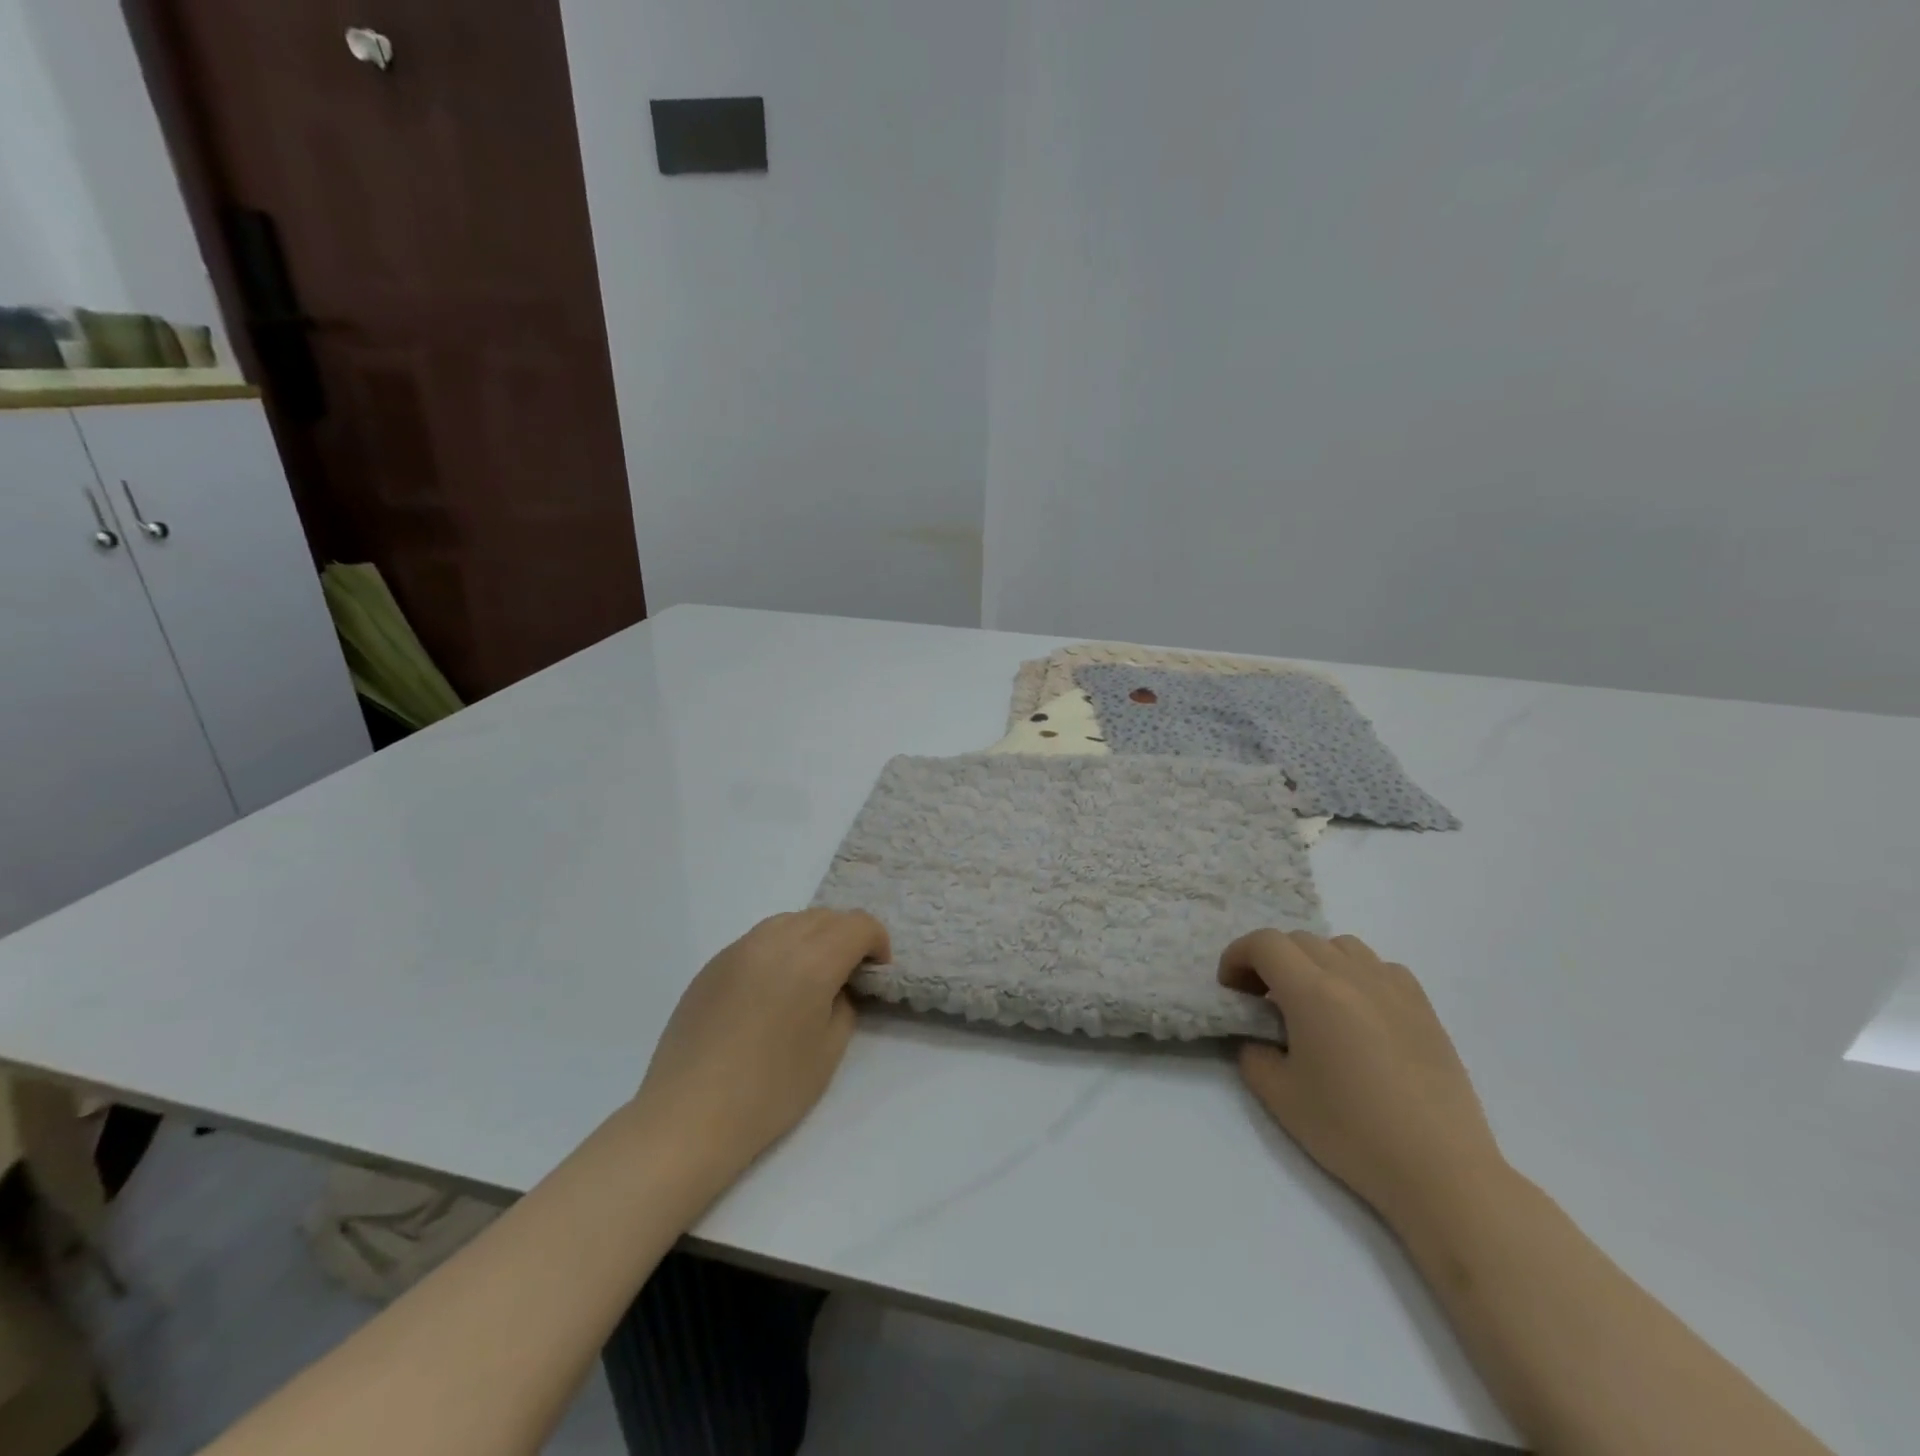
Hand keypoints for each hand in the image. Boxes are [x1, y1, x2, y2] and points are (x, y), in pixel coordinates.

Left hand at [637, 909, 890, 1182]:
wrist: (689, 1115)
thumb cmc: (770, 1090)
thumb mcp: (829, 1051)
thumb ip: (844, 1004)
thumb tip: (836, 986)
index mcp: (813, 959)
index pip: (858, 925)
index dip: (877, 942)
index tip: (876, 972)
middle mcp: (776, 940)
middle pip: (825, 916)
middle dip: (846, 937)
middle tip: (848, 975)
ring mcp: (740, 948)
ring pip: (790, 920)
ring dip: (812, 937)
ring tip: (809, 978)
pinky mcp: (714, 963)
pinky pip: (759, 939)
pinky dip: (779, 949)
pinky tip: (771, 990)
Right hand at [1219, 930, 1502, 1227]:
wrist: (1440, 1169)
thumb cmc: (1352, 1132)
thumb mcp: (1279, 1097)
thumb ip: (1253, 1054)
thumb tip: (1259, 1038)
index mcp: (1312, 991)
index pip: (1264, 943)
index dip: (1237, 956)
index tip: (1231, 988)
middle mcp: (1352, 975)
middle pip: (1298, 940)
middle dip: (1270, 961)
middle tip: (1262, 999)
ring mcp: (1393, 987)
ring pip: (1340, 946)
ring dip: (1313, 962)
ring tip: (1311, 1001)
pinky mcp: (1423, 1006)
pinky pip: (1379, 966)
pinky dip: (1355, 974)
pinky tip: (1357, 1011)